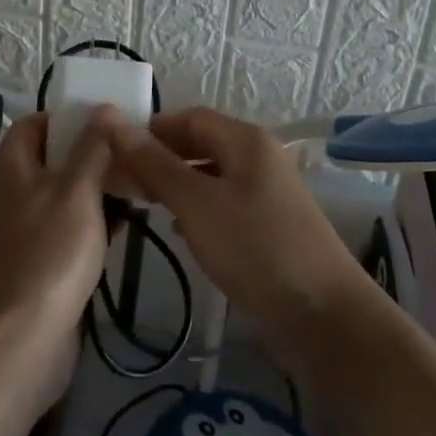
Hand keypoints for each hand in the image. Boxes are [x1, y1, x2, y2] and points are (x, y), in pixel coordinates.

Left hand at [0, 114, 111, 397]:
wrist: (15, 344)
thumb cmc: (47, 255)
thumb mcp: (77, 192)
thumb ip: (92, 148)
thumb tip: (103, 108)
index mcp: (9, 166)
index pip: (36, 123)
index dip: (70, 117)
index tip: (109, 121)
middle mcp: (9, 193)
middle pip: (51, 160)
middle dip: (90, 155)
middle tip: (132, 155)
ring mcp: (19, 232)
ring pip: (61, 198)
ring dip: (94, 192)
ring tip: (137, 187)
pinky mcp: (32, 266)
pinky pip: (62, 232)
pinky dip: (89, 226)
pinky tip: (122, 229)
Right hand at [103, 108, 366, 345]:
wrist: (324, 317)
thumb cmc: (256, 248)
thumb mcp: (197, 204)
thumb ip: (154, 164)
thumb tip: (111, 121)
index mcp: (246, 140)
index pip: (188, 117)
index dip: (150, 129)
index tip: (112, 151)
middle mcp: (259, 157)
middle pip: (201, 143)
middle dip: (161, 157)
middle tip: (121, 180)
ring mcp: (267, 193)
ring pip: (211, 175)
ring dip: (176, 184)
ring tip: (140, 203)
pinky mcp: (269, 226)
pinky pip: (224, 203)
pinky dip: (197, 208)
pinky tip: (177, 229)